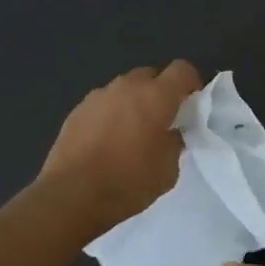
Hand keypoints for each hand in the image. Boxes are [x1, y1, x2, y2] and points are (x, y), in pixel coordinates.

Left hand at [38, 61, 202, 229]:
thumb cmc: (129, 182)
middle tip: (163, 121)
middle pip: (151, 75)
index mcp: (155, 97)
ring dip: (134, 103)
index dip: (191, 84)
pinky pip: (103, 104)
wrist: (72, 195)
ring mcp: (98, 96)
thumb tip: (172, 132)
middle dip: (161, 92)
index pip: (182, 70)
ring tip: (133, 133)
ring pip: (125, 89)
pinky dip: (112, 115)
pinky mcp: (77, 111)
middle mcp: (126, 87)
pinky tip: (108, 142)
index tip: (192, 106)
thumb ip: (175, 142)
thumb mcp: (168, 169)